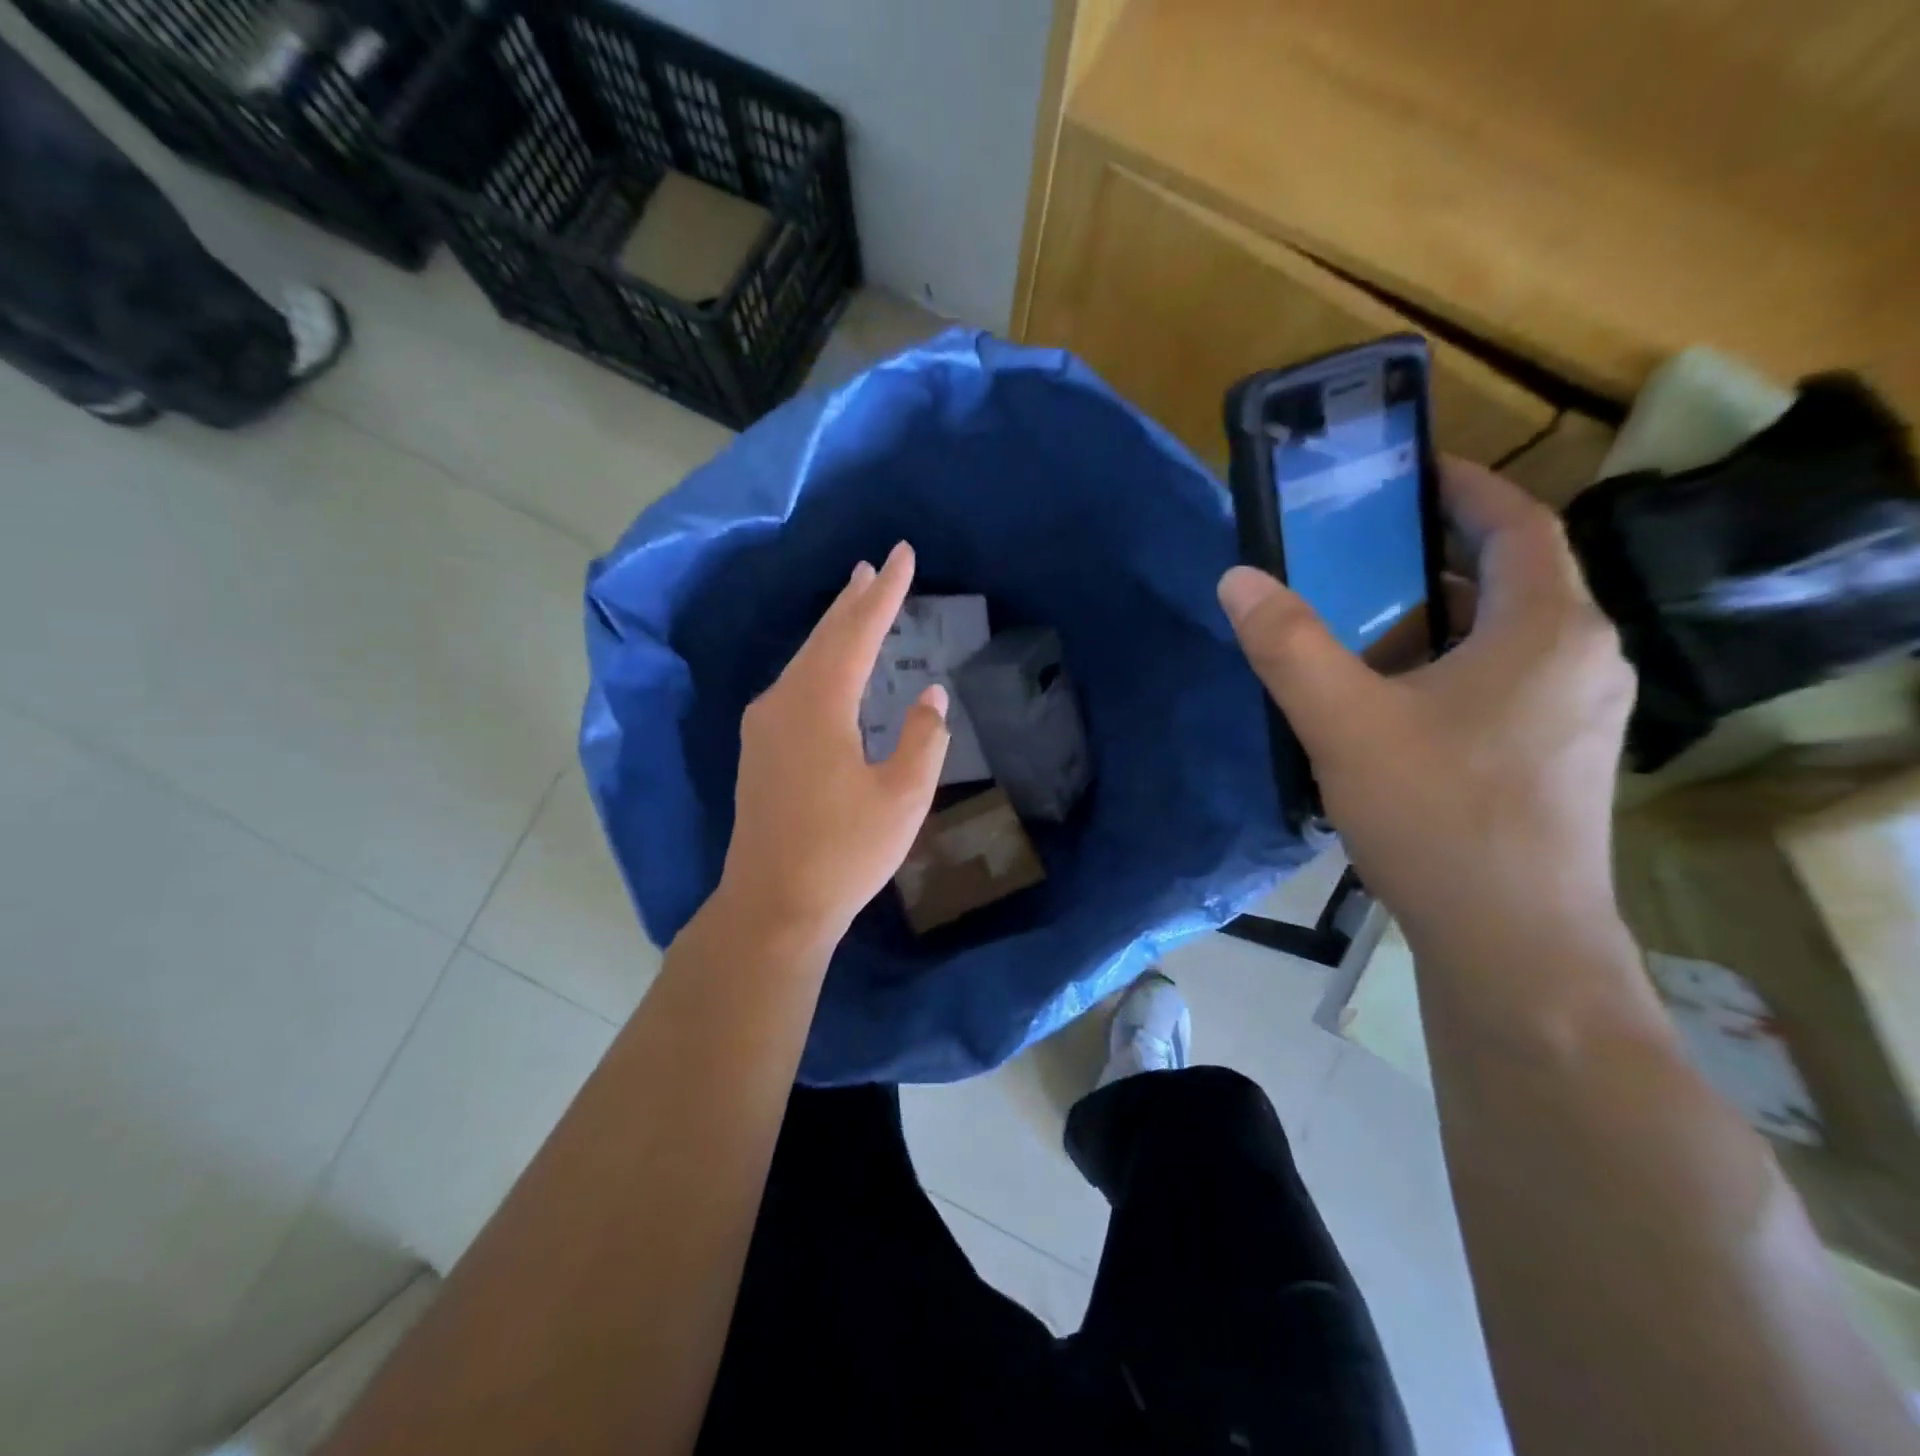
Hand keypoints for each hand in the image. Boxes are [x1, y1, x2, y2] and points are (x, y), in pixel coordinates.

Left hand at [717, 541, 949, 948]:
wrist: (773, 905)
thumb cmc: (845, 852)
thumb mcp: (903, 796)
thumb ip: (924, 737)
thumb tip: (930, 695)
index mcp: (819, 704)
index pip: (858, 632)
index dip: (884, 593)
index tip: (902, 555)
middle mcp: (783, 701)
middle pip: (824, 637)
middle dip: (853, 601)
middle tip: (874, 567)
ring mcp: (764, 726)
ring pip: (805, 660)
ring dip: (833, 629)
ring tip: (855, 601)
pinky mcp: (759, 749)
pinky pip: (794, 685)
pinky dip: (819, 661)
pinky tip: (829, 667)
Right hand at [1218, 459, 1636, 958]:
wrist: (1512, 942)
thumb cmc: (1437, 816)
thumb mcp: (1344, 722)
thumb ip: (1287, 646)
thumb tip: (1237, 578)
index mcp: (1546, 629)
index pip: (1518, 524)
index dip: (1467, 487)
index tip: (1411, 473)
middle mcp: (1583, 658)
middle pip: (1511, 581)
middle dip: (1435, 562)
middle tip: (1359, 561)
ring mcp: (1581, 713)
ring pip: (1507, 639)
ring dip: (1441, 623)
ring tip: (1364, 635)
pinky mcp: (1562, 758)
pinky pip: (1508, 684)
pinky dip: (1453, 670)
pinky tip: (1395, 708)